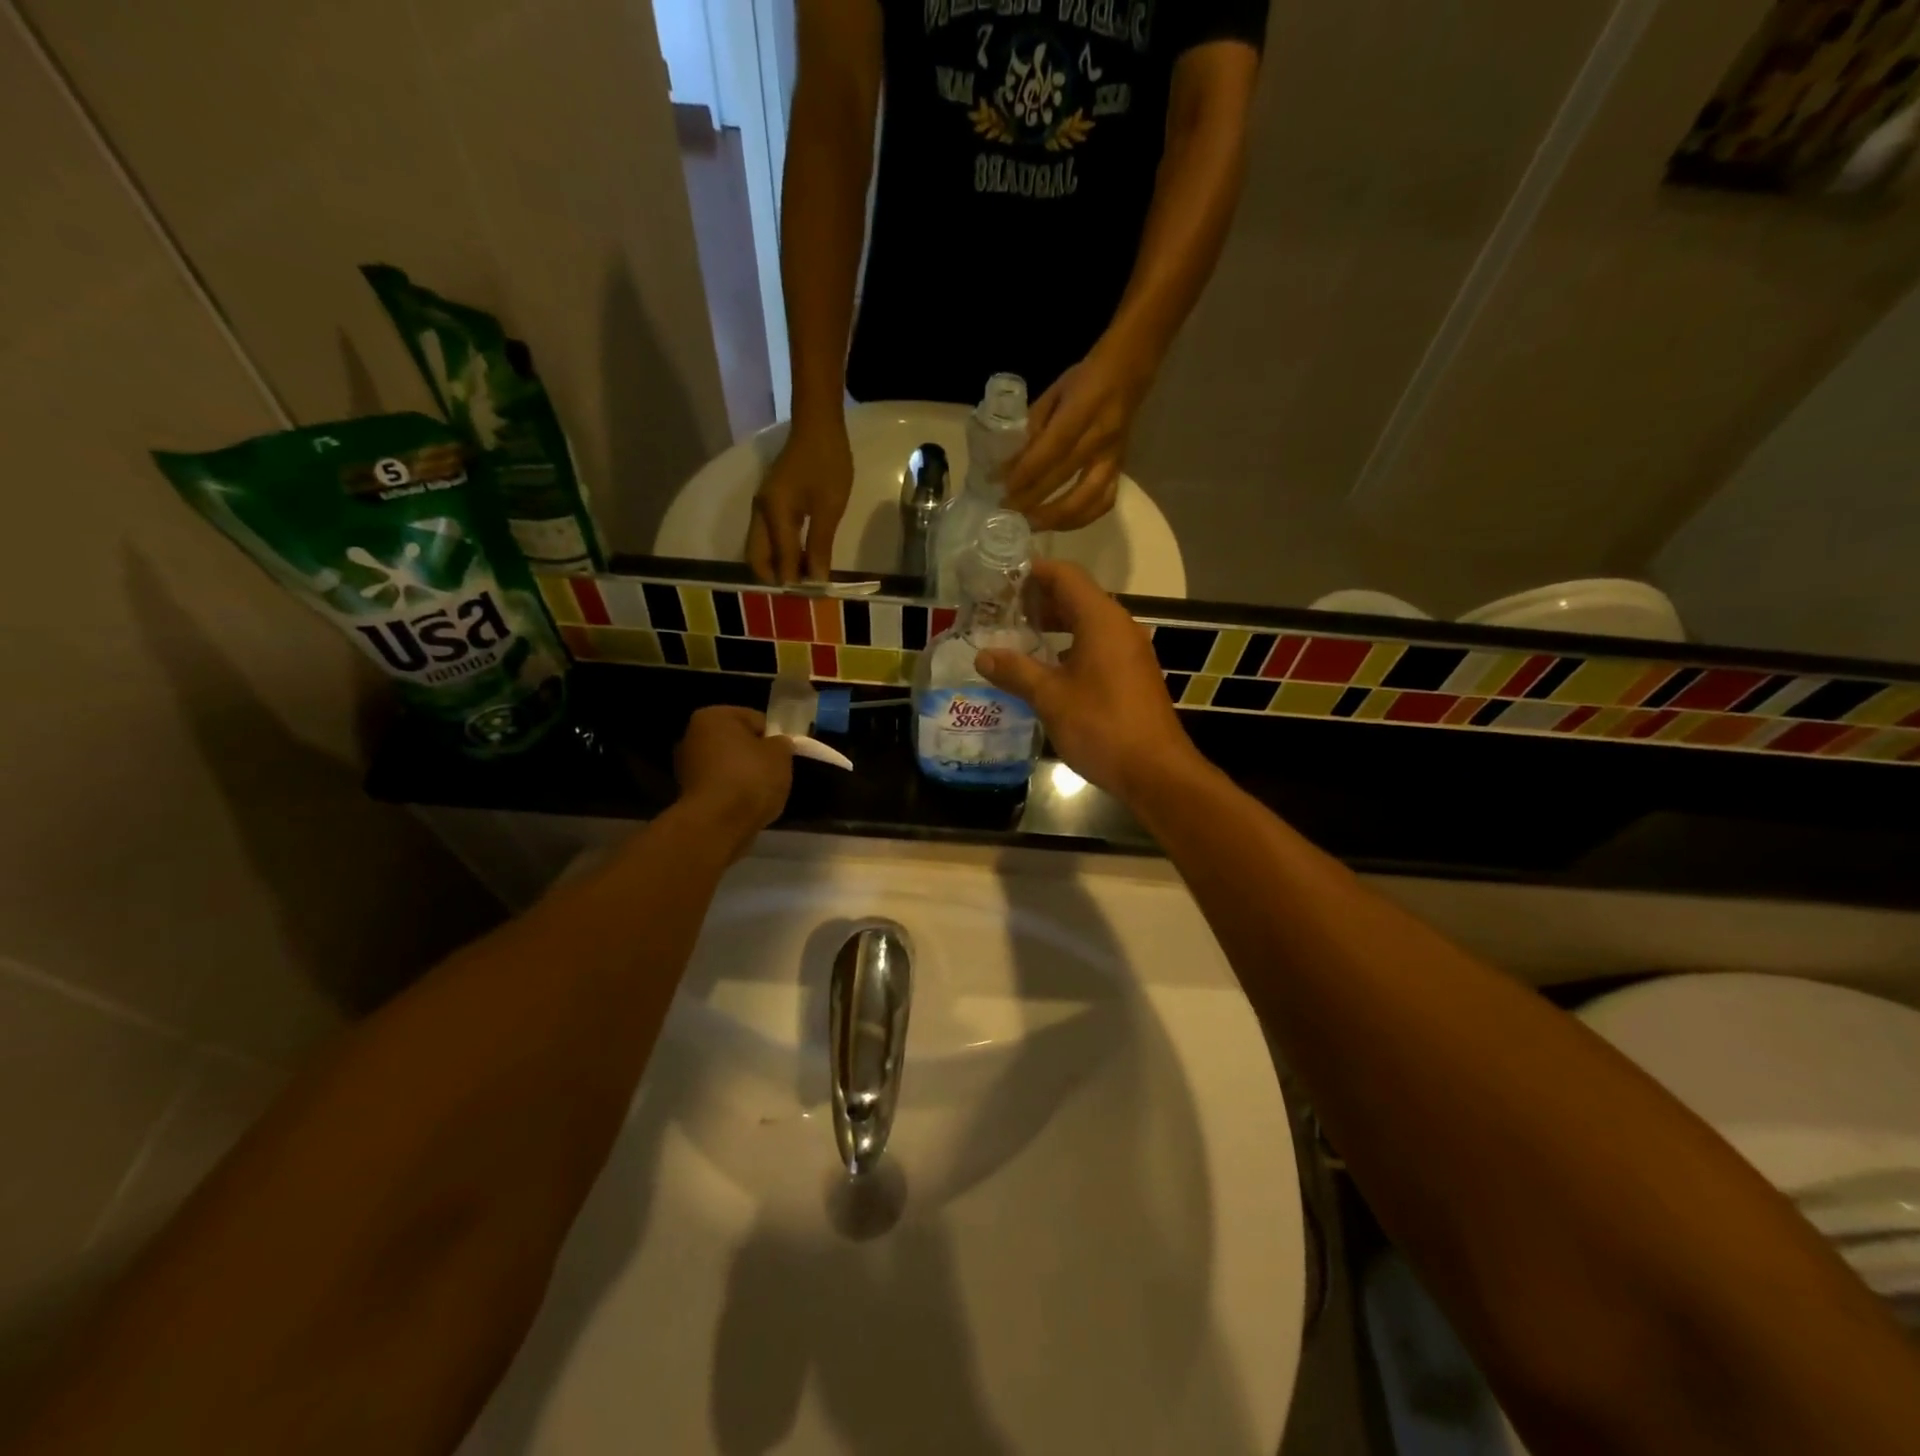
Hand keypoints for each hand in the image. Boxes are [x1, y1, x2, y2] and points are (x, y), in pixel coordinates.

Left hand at [673, 707, 793, 856]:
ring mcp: (686, 766)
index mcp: (714, 716)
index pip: (756, 719)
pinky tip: (746, 806)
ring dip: (744, 775)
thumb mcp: (781, 755)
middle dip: (756, 756)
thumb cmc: (750, 778)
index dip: (774, 737)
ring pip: (728, 765)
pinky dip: (733, 793)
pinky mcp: (687, 794)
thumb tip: (777, 744)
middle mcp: (692, 735)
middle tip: (775, 773)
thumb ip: (782, 743)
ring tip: (762, 793)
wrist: (718, 824)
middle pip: (738, 742)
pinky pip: (720, 786)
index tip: (784, 756)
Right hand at [747, 420, 852, 583]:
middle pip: (756, 557)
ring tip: (801, 578)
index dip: (794, 581)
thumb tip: (815, 579)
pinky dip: (778, 552)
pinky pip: (767, 536)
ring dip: (775, 565)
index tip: (812, 597)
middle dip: (775, 577)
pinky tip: (799, 558)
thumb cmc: (827, 464)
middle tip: (801, 592)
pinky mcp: (770, 502)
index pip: (780, 560)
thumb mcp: (829, 508)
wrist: (818, 426)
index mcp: (773, 514)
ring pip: (759, 548)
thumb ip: (820, 545)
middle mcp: (760, 513)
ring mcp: (762, 507)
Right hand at [973, 560, 1199, 803]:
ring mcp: (1129, 652)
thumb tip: (983, 655)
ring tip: (1018, 638)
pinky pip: (1097, 646)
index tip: (1001, 580)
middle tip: (1001, 611)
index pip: (1065, 575)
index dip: (1033, 572)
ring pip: (1087, 623)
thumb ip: (1015, 671)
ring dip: (1054, 625)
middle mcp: (1119, 627)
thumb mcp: (1050, 698)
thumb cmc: (1101, 726)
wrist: (1155, 771)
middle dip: (1039, 600)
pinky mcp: (1132, 675)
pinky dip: (1070, 646)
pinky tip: (1046, 669)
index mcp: (1101, 620)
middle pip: (1076, 596)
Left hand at [1002, 340, 1155, 531]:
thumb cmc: (1085, 380)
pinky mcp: (1120, 470)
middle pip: (1064, 477)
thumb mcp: (1054, 392)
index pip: (1052, 448)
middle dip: (1032, 499)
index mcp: (1083, 410)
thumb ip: (1033, 426)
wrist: (1129, 372)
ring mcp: (1113, 458)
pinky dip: (1080, 519)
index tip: (1002, 487)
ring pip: (1087, 499)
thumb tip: (1009, 462)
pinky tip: (1059, 523)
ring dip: (1056, 518)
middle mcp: (1101, 438)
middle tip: (1006, 512)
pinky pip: (1104, 503)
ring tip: (1030, 524)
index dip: (1026, 472)